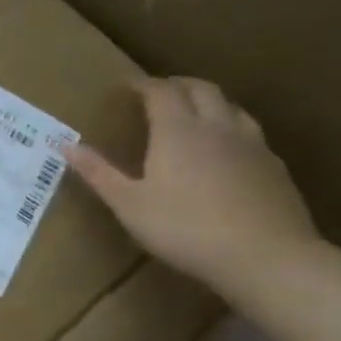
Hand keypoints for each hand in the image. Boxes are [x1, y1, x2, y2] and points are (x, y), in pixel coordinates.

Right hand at [68, 77, 321, 296]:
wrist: (265, 257)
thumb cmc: (185, 229)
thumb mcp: (129, 205)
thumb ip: (99, 173)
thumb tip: (66, 145)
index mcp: (178, 131)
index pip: (161, 91)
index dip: (142, 84)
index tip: (126, 86)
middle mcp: (216, 127)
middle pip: (201, 89)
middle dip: (177, 84)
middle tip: (158, 91)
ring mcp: (252, 145)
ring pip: (231, 106)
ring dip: (208, 101)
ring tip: (193, 113)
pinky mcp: (275, 167)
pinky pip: (250, 133)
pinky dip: (231, 128)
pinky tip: (226, 151)